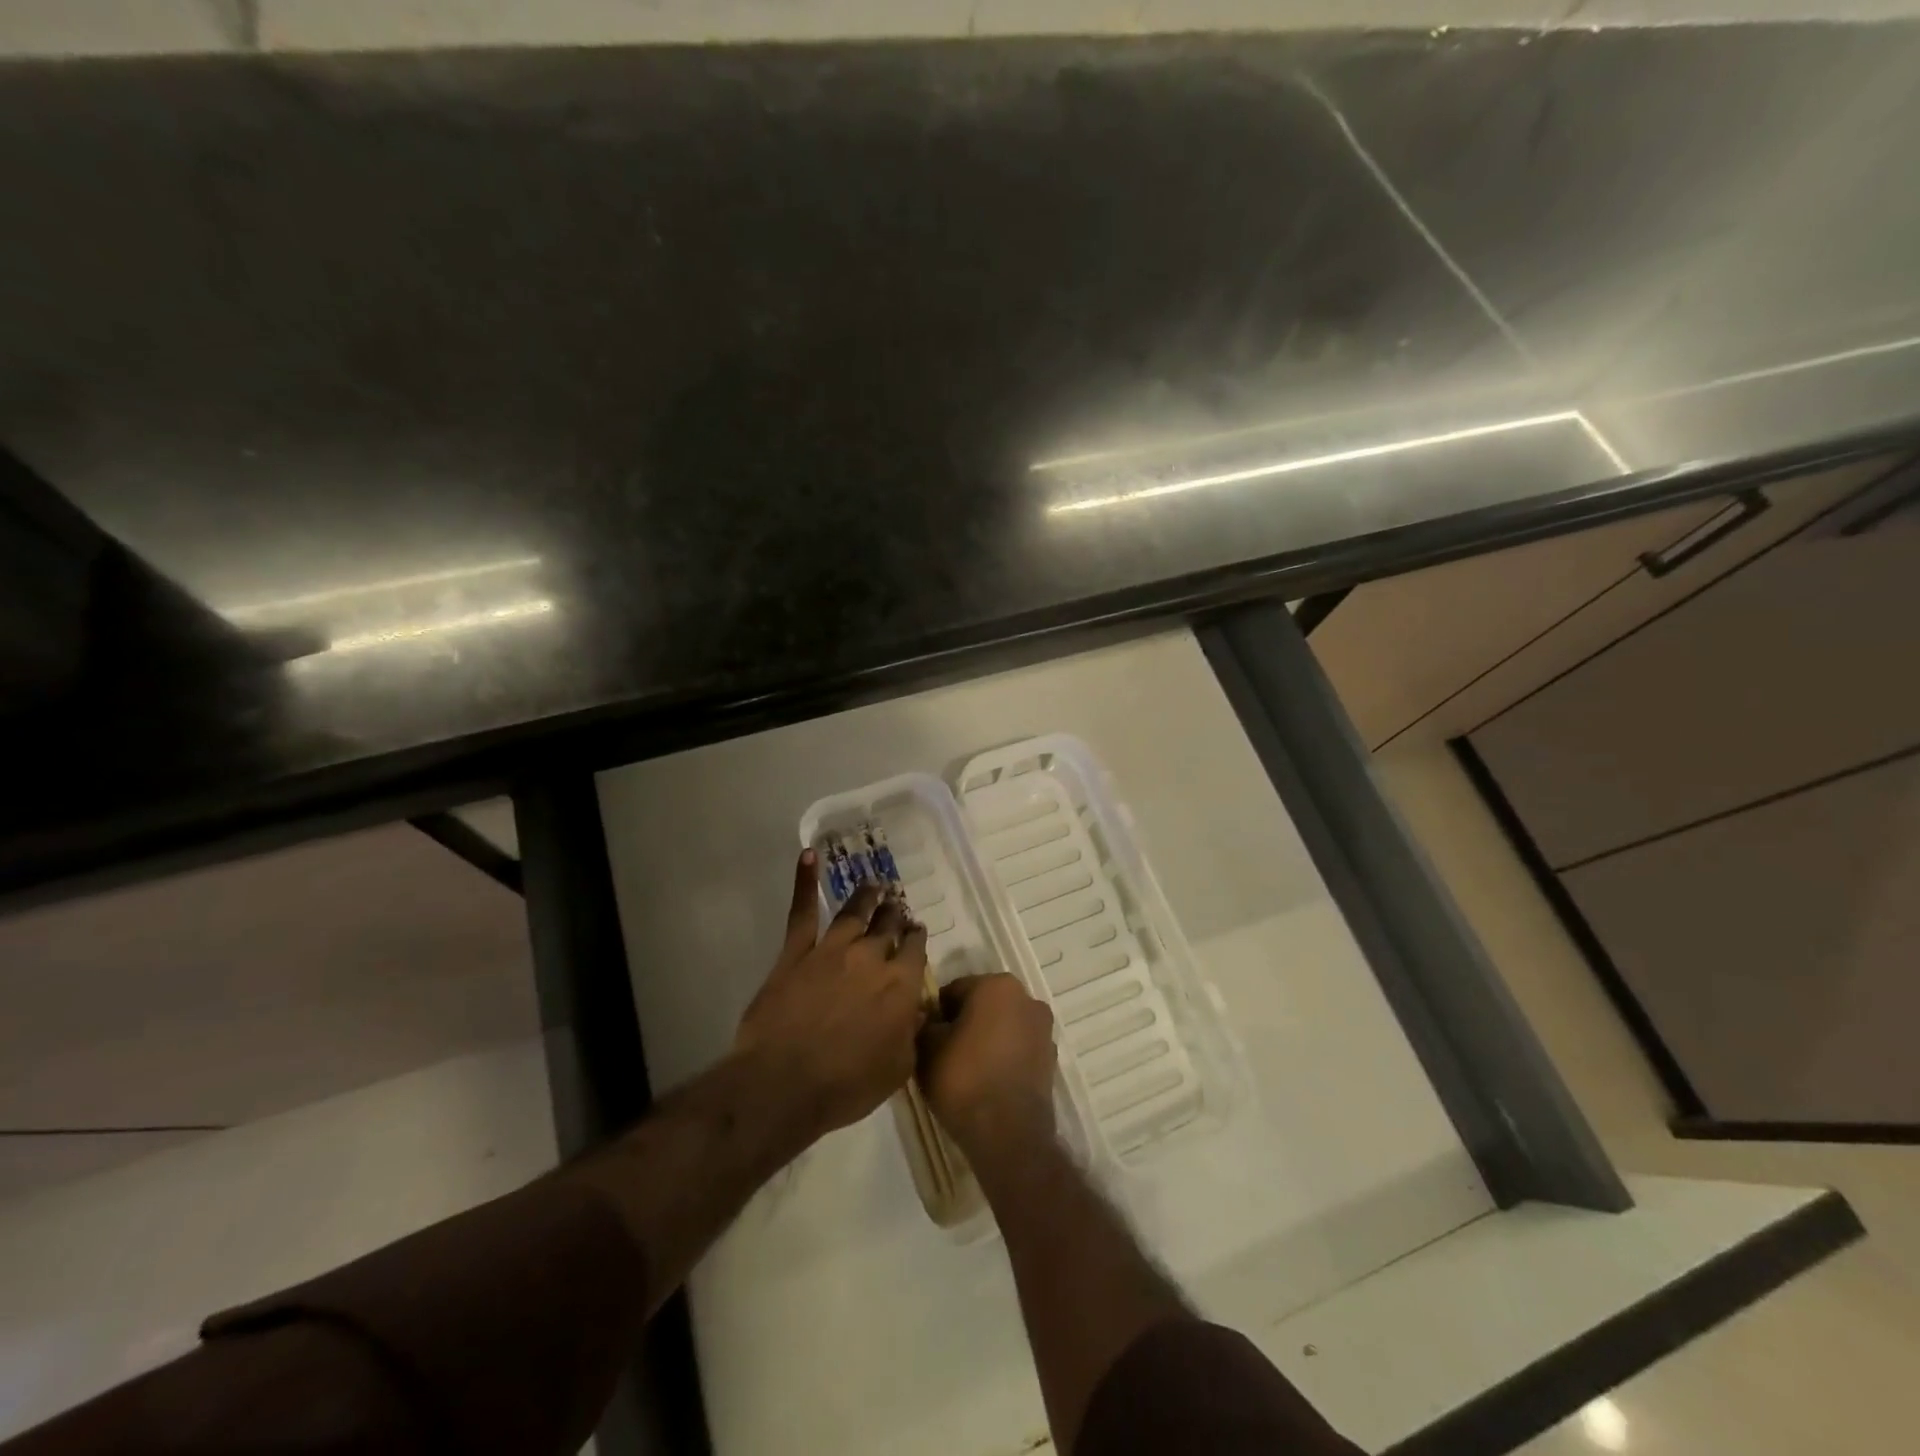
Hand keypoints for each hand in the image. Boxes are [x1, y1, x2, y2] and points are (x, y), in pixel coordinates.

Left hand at [734, 850, 928, 1145]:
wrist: (785, 1083)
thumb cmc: (847, 1084)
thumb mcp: (897, 1068)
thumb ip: (911, 1033)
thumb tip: (917, 1011)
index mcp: (900, 984)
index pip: (914, 950)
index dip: (916, 939)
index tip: (916, 932)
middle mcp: (870, 957)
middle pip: (887, 927)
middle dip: (895, 915)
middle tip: (896, 907)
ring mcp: (831, 949)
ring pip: (853, 913)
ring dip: (866, 897)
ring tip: (874, 885)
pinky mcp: (795, 952)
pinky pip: (802, 911)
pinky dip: (804, 881)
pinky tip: (808, 855)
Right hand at [922, 973, 1058, 1159]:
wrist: (1008, 1134)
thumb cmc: (964, 1079)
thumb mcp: (927, 1048)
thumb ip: (926, 1024)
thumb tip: (929, 1021)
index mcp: (997, 985)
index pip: (955, 990)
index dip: (937, 1013)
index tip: (928, 1037)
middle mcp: (1027, 998)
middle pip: (983, 1004)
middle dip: (964, 1022)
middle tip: (944, 1052)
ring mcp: (1043, 1029)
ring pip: (1003, 1026)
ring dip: (986, 1038)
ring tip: (965, 1070)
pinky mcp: (1050, 1059)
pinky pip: (1018, 1048)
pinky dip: (1003, 1057)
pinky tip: (987, 1081)